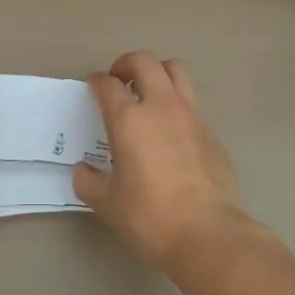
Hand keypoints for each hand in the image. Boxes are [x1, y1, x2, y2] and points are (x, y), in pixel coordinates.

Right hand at [74, 51, 251, 269]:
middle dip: (127, 63)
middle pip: (144, 61)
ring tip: (148, 92)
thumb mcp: (108, 204)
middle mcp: (160, 106)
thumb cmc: (150, 217)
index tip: (93, 85)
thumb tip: (83, 171)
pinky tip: (171, 130)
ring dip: (157, 72)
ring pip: (175, 70)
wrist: (208, 233)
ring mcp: (190, 115)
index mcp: (129, 120)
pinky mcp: (211, 131)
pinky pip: (191, 102)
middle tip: (119, 79)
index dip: (97, 81)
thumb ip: (89, 182)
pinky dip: (177, 103)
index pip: (108, 84)